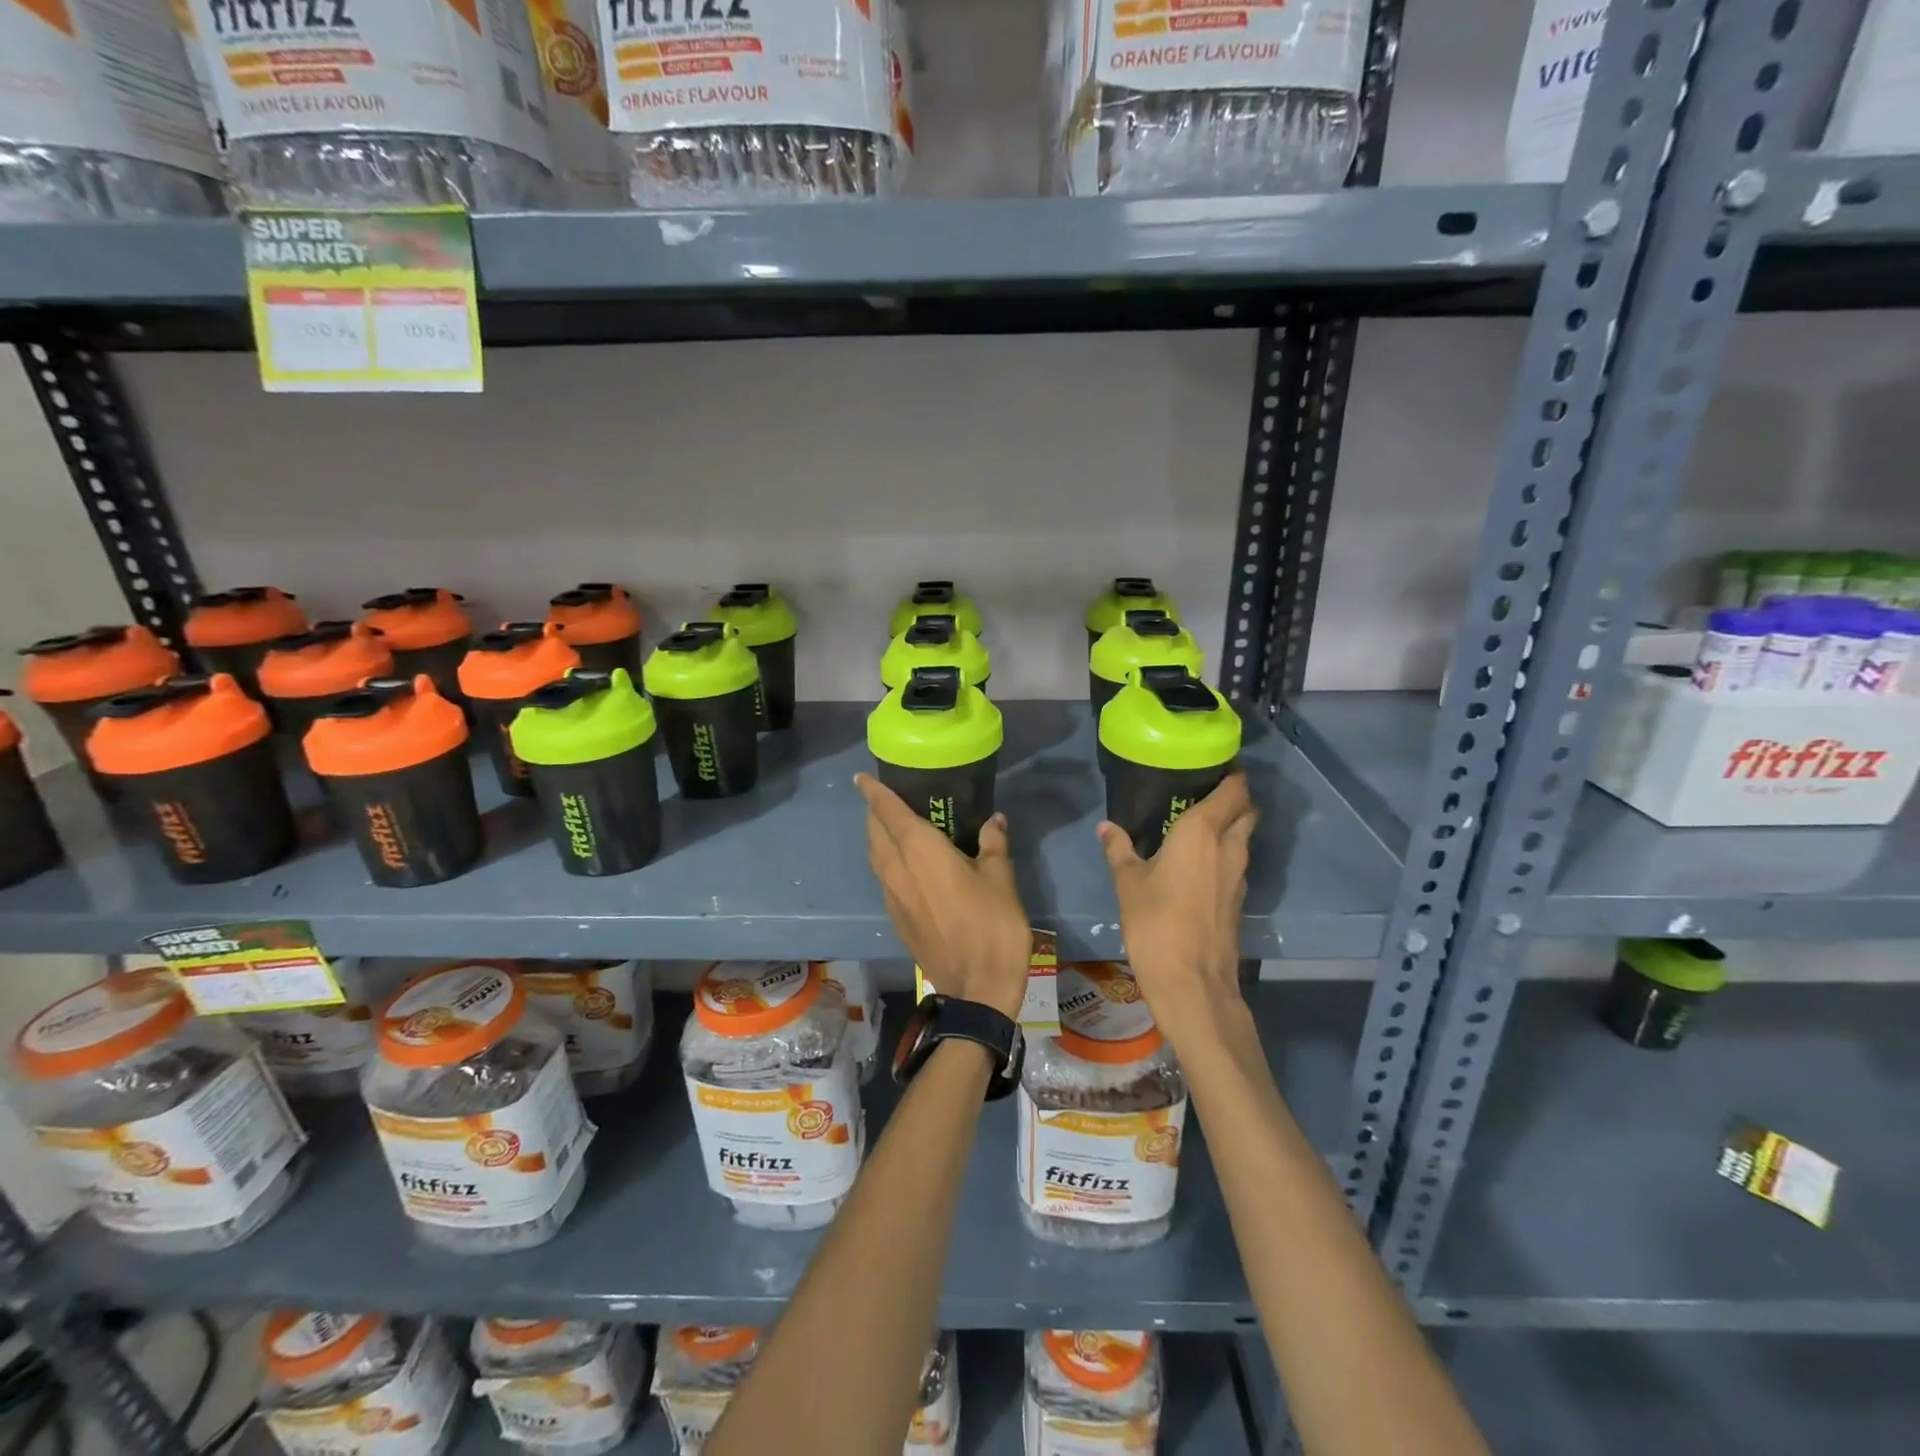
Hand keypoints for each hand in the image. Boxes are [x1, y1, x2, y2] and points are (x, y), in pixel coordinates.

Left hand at [855, 774, 1030, 1019]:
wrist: (977, 988)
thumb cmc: (992, 925)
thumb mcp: (1001, 878)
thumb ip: (993, 844)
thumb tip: (994, 820)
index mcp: (920, 850)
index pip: (888, 812)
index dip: (873, 792)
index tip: (861, 777)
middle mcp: (897, 869)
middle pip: (875, 832)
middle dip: (875, 812)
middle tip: (887, 799)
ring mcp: (892, 896)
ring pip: (876, 856)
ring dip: (879, 837)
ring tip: (894, 827)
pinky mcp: (896, 918)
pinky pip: (884, 878)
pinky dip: (887, 861)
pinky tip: (907, 866)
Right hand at [1098, 771, 1256, 1026]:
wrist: (1192, 981)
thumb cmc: (1156, 922)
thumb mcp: (1128, 882)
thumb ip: (1119, 849)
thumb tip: (1106, 827)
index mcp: (1203, 831)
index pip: (1235, 789)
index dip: (1232, 774)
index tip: (1212, 766)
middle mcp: (1229, 846)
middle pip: (1247, 810)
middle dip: (1234, 798)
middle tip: (1203, 794)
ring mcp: (1240, 875)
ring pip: (1245, 837)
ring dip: (1231, 826)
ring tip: (1198, 825)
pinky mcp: (1239, 899)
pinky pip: (1238, 861)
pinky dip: (1226, 853)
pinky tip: (1200, 862)